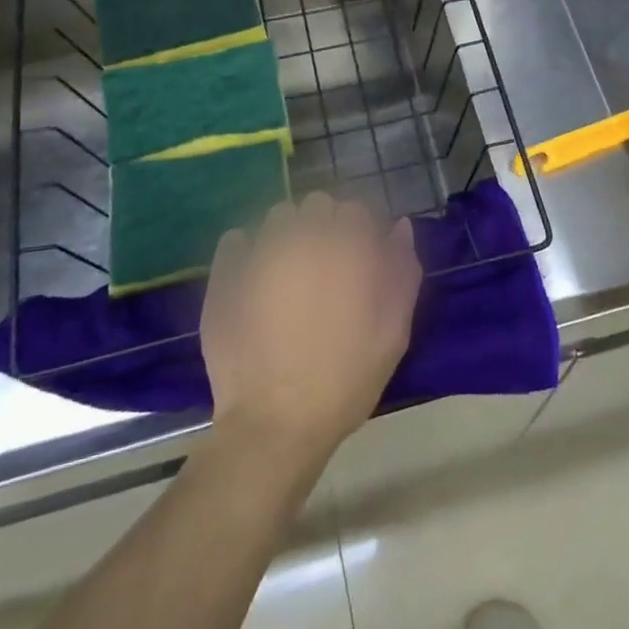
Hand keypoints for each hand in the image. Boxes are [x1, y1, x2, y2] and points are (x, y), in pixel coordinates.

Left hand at [201, 193, 420, 465]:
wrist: (276, 424)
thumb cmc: (346, 379)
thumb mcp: (394, 331)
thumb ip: (402, 271)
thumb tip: (399, 226)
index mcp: (347, 248)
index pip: (356, 210)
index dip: (361, 232)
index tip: (360, 259)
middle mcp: (304, 238)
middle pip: (317, 204)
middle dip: (325, 226)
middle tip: (327, 266)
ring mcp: (260, 253)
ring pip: (278, 217)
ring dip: (289, 232)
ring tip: (290, 271)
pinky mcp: (226, 275)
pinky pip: (236, 239)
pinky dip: (247, 249)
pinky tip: (255, 277)